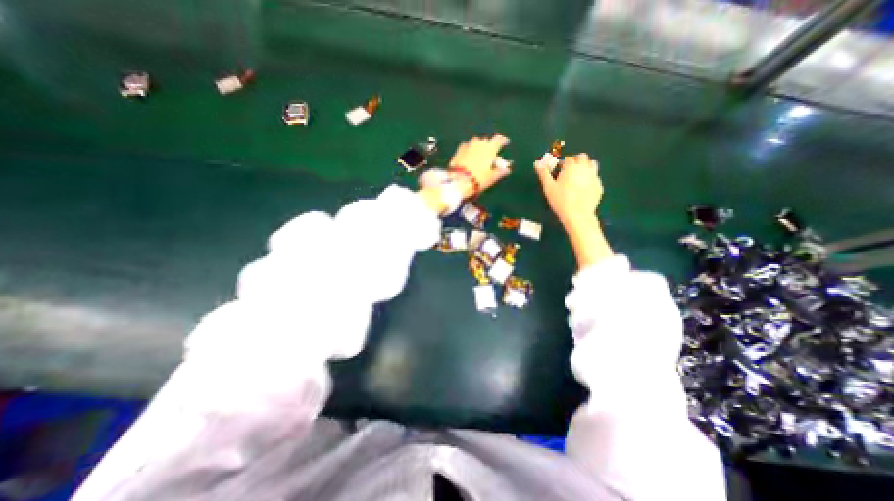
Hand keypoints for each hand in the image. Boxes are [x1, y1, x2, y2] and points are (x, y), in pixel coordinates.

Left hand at [447, 136, 509, 196]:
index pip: (499, 140)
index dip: (503, 141)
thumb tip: (507, 170)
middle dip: (489, 146)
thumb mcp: (491, 178)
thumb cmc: (478, 179)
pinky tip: (468, 156)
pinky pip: (466, 146)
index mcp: (490, 148)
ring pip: (475, 142)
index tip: (506, 142)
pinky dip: (469, 149)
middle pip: (486, 141)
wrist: (458, 182)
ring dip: (478, 146)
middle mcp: (479, 143)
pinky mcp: (458, 151)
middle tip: (491, 154)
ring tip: (479, 154)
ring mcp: (467, 145)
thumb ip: (500, 172)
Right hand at [532, 152, 603, 229]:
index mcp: (571, 167)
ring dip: (585, 167)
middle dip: (575, 161)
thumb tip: (537, 163)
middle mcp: (585, 168)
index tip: (558, 170)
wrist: (578, 215)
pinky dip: (590, 179)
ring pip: (592, 164)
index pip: (568, 158)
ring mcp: (594, 176)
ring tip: (577, 177)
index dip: (562, 163)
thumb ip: (543, 174)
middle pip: (582, 157)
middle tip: (568, 171)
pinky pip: (595, 178)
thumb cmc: (560, 200)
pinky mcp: (599, 186)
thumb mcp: (548, 187)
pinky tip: (583, 189)